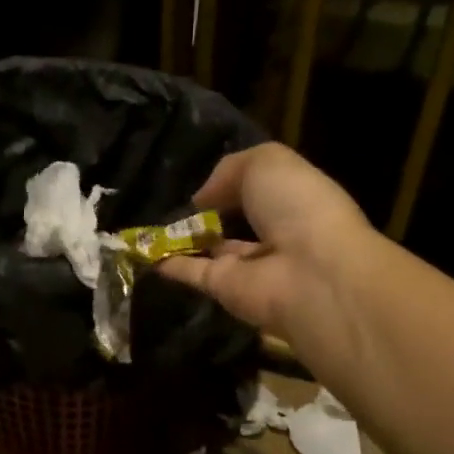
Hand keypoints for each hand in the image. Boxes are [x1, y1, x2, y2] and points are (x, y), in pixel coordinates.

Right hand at [157, 142, 373, 336]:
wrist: (309, 272)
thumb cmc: (297, 205)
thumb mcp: (266, 163)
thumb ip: (229, 171)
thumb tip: (202, 199)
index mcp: (295, 199)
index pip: (263, 189)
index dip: (236, 181)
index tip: (206, 177)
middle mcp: (275, 233)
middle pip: (238, 221)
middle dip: (210, 211)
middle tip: (170, 198)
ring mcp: (251, 266)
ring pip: (213, 249)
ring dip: (186, 238)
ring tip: (149, 222)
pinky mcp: (226, 290)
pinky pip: (193, 273)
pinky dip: (169, 264)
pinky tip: (144, 252)